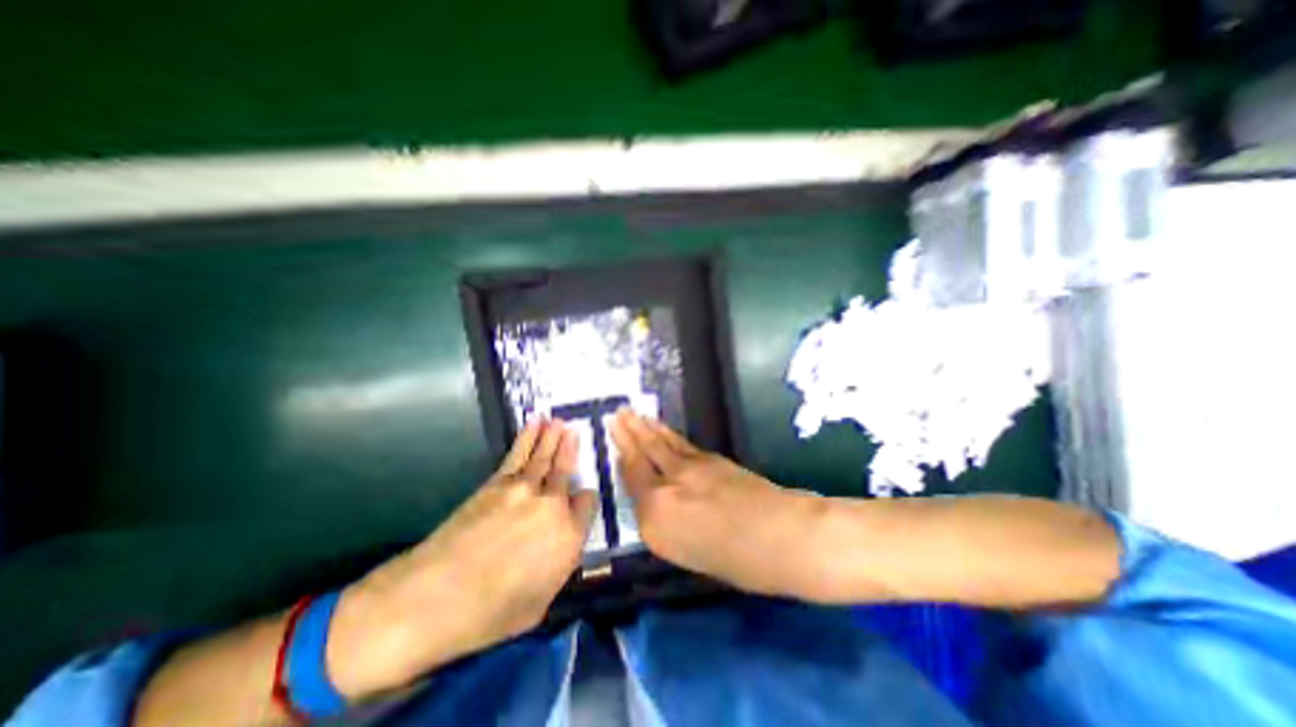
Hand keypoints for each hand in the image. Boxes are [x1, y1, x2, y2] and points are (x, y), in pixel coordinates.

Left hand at [331, 421, 601, 698]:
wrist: (432, 599)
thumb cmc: (489, 615)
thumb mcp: (539, 603)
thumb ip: (558, 565)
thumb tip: (561, 544)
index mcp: (569, 536)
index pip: (588, 503)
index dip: (584, 500)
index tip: (579, 500)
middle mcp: (554, 505)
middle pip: (567, 471)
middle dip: (571, 450)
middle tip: (574, 431)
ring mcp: (526, 489)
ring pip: (546, 456)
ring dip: (553, 436)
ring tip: (560, 422)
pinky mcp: (498, 483)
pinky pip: (520, 454)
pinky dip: (529, 437)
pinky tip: (536, 425)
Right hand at [610, 408, 823, 602]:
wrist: (783, 536)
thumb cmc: (739, 564)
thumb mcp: (691, 556)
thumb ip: (667, 526)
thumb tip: (659, 504)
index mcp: (655, 524)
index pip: (632, 484)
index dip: (623, 460)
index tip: (614, 441)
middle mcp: (665, 491)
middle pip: (641, 457)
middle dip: (627, 433)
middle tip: (616, 413)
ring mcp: (687, 469)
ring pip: (658, 444)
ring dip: (643, 426)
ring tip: (630, 412)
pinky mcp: (708, 458)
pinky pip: (678, 442)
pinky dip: (665, 432)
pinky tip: (658, 426)